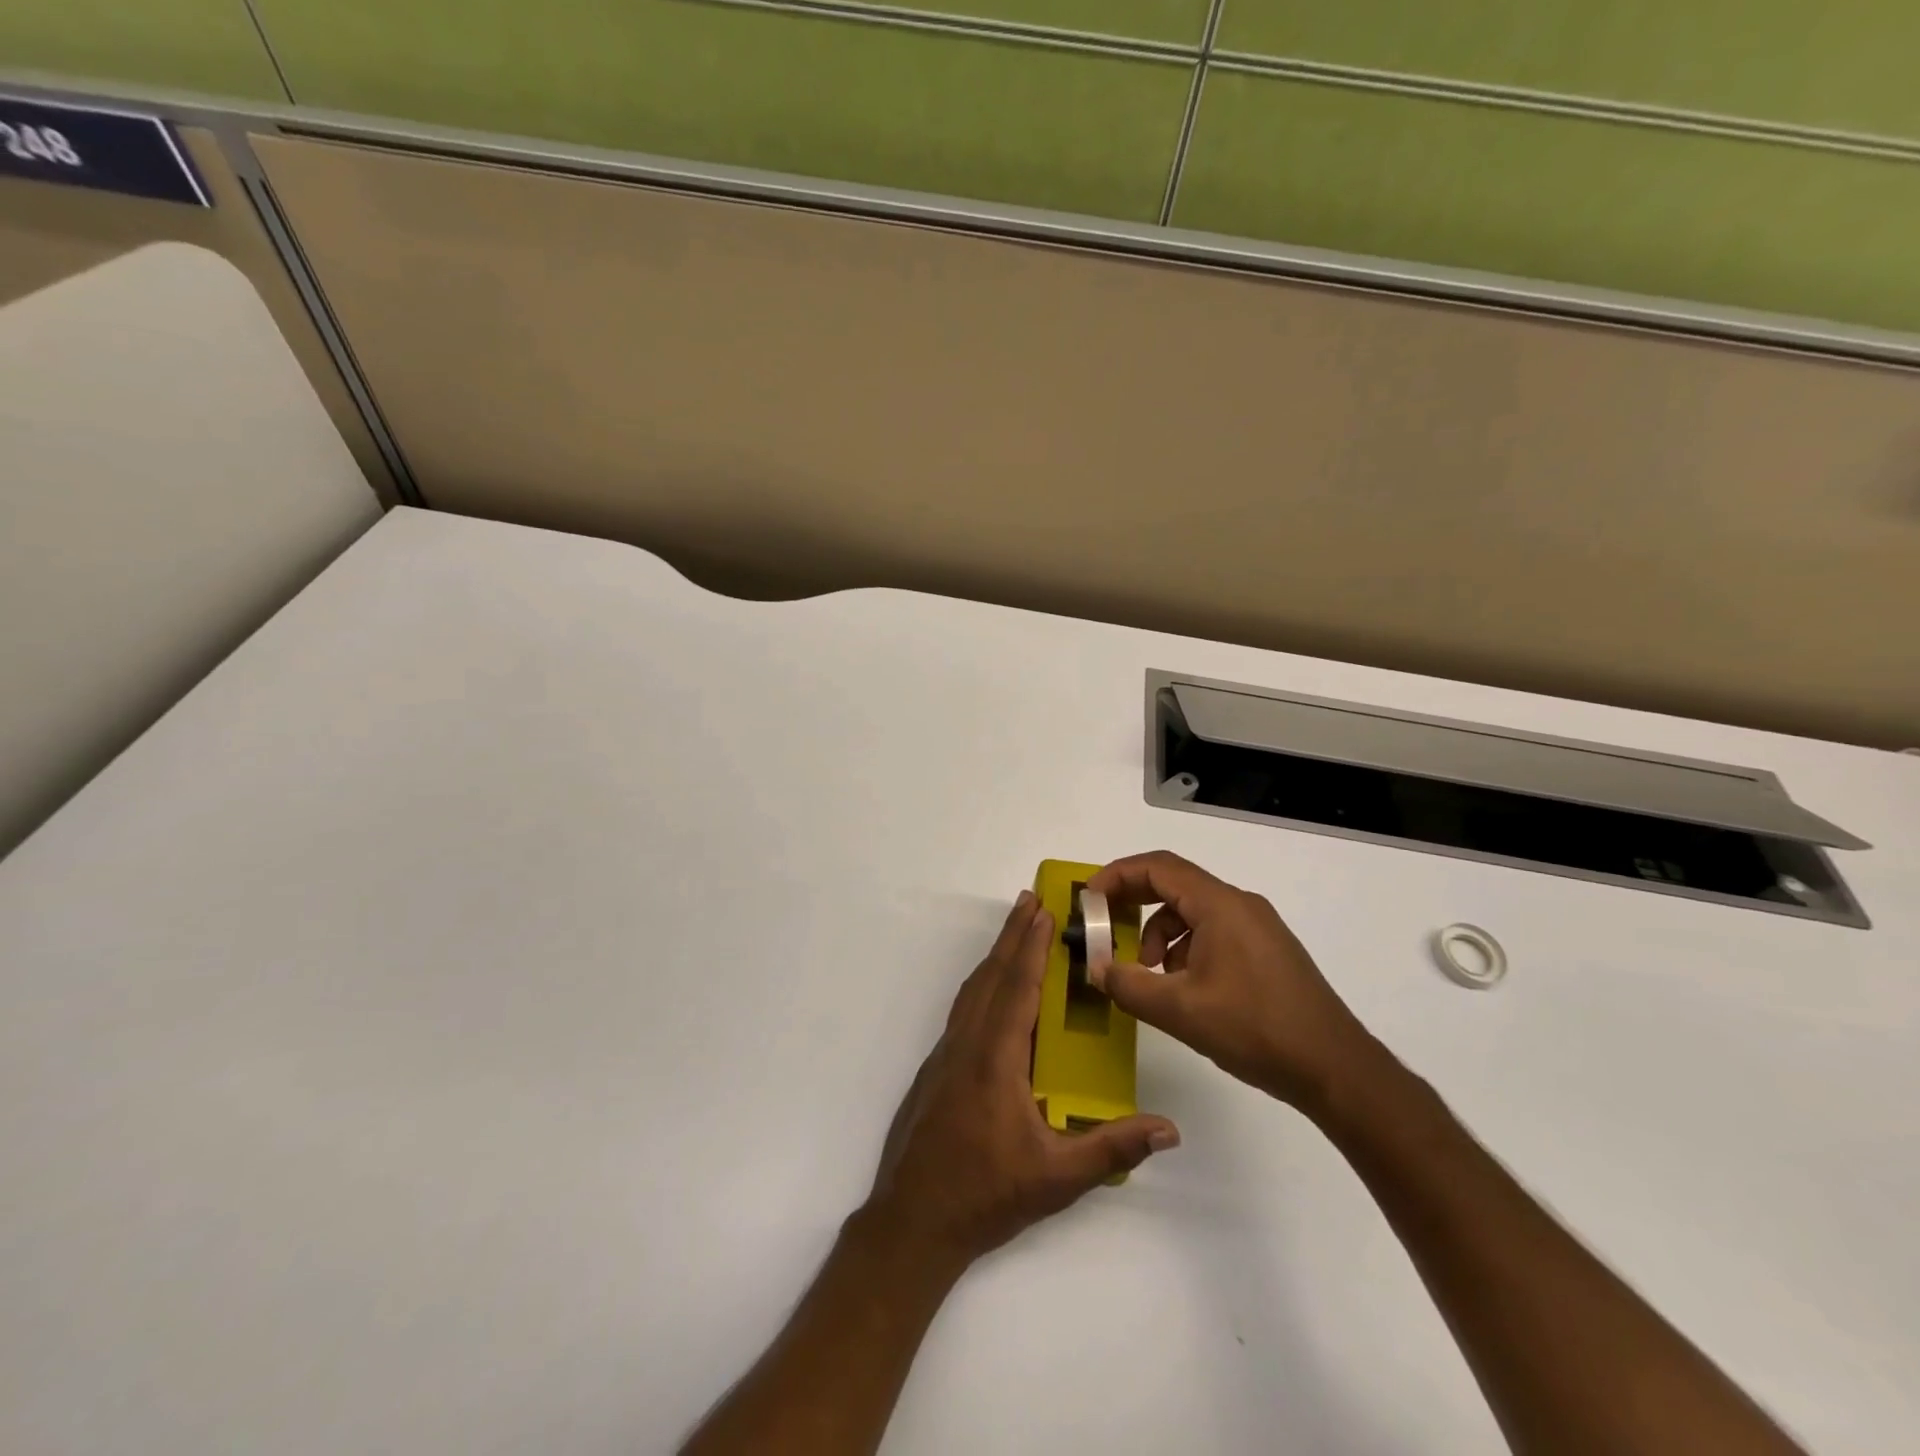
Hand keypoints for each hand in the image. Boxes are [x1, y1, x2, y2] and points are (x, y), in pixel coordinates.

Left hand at [861, 890, 1179, 1268]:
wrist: (912, 1220)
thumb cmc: (986, 1194)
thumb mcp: (1057, 1178)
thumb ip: (1112, 1148)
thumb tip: (1168, 1128)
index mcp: (995, 1058)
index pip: (1017, 986)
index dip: (1031, 944)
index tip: (1041, 908)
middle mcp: (967, 1043)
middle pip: (991, 975)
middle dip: (1012, 934)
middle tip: (1029, 898)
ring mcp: (947, 1054)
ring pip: (973, 990)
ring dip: (996, 955)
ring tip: (1015, 931)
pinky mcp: (937, 1068)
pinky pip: (964, 1009)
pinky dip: (982, 984)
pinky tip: (994, 992)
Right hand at [1087, 851, 1376, 1112]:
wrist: (1336, 1069)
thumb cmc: (1255, 1029)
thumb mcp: (1180, 1011)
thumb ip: (1129, 985)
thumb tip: (1097, 969)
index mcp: (1220, 905)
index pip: (1158, 867)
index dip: (1117, 875)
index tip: (1088, 898)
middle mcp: (1239, 904)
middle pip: (1174, 884)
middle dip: (1133, 902)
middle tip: (1104, 926)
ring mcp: (1257, 927)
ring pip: (1193, 911)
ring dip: (1160, 933)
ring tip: (1149, 973)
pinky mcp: (1266, 950)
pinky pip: (1213, 931)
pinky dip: (1185, 948)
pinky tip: (1183, 987)